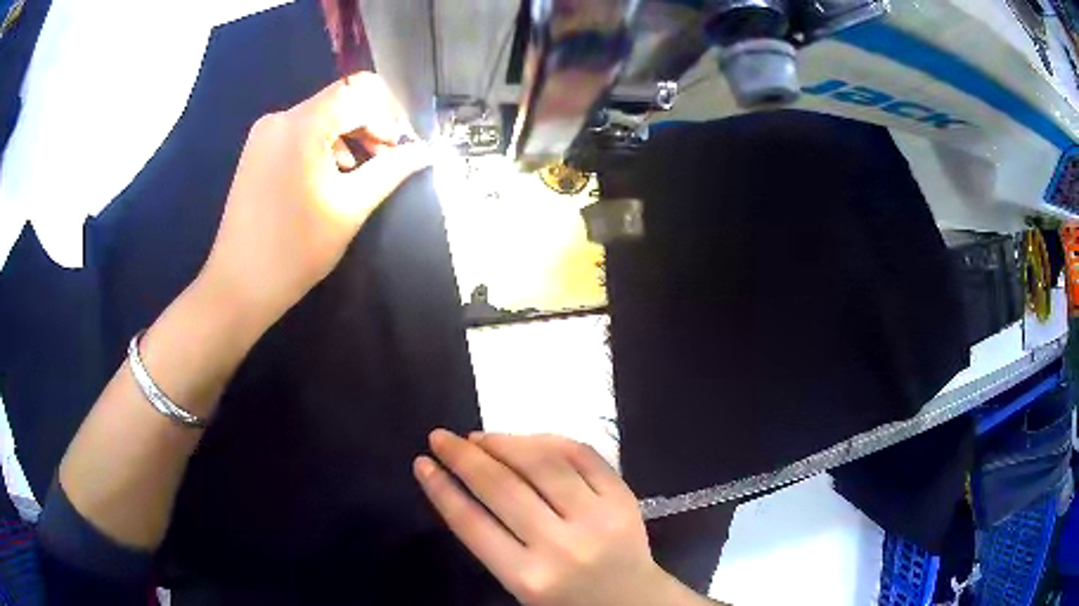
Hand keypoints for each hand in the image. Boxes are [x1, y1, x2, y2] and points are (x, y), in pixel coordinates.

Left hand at [199, 72, 430, 325]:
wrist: (239, 285)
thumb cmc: (295, 250)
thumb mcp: (350, 208)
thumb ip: (391, 171)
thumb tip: (427, 152)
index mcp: (302, 126)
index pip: (358, 91)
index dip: (387, 114)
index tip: (397, 149)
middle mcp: (280, 118)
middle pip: (339, 101)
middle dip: (369, 125)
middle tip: (385, 162)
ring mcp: (264, 134)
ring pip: (320, 116)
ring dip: (347, 136)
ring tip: (357, 175)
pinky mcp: (256, 150)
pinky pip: (299, 131)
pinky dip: (322, 145)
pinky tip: (327, 177)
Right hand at [414, 431, 705, 605]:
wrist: (635, 603)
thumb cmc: (569, 601)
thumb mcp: (522, 586)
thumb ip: (496, 543)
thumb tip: (468, 484)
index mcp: (529, 578)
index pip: (473, 524)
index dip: (441, 489)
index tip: (422, 463)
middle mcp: (560, 546)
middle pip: (501, 488)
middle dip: (463, 458)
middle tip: (441, 438)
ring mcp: (596, 518)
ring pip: (542, 464)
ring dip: (504, 443)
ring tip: (479, 437)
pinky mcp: (623, 499)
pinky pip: (582, 456)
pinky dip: (549, 440)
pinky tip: (526, 439)